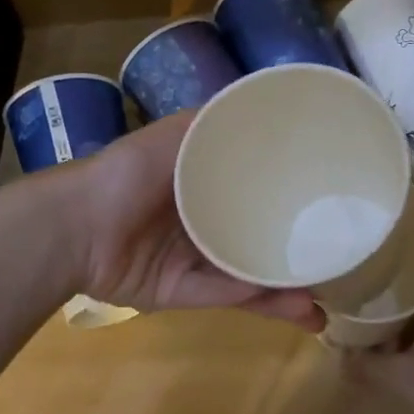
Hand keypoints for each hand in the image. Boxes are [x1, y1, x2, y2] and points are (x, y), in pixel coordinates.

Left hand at [54, 111, 324, 330]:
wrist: (73, 226)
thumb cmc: (127, 172)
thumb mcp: (175, 135)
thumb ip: (214, 123)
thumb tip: (265, 104)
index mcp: (202, 183)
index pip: (254, 188)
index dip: (289, 194)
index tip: (330, 199)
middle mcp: (201, 220)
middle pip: (256, 236)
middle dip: (294, 251)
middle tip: (340, 260)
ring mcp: (191, 260)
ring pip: (248, 276)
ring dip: (286, 289)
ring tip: (328, 301)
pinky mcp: (180, 293)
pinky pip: (226, 298)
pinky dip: (260, 304)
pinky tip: (299, 309)